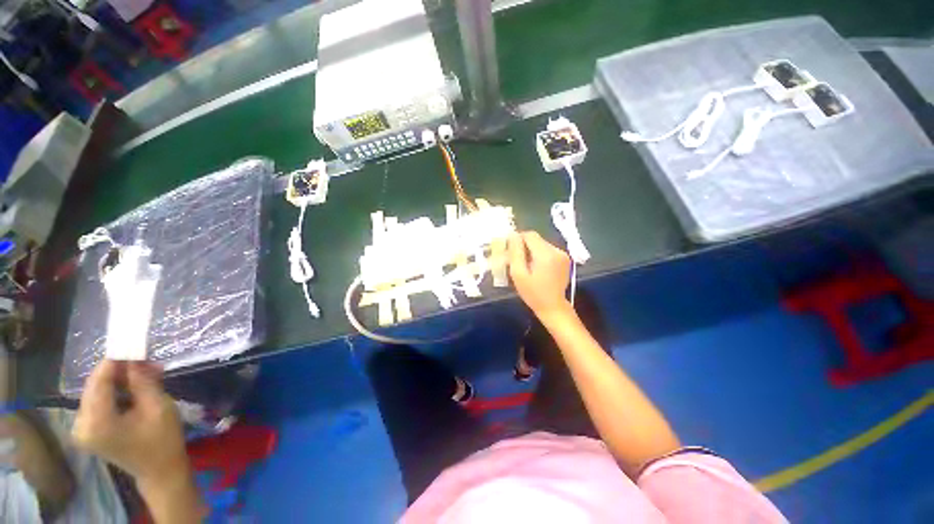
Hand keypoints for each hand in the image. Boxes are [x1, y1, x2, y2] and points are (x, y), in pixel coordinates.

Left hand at [72, 360, 188, 484]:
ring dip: (120, 381)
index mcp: (97, 422)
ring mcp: (82, 429)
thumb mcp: (158, 407)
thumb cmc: (163, 440)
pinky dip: (116, 392)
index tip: (132, 345)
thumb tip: (134, 358)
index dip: (115, 361)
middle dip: (120, 371)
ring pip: (97, 393)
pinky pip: (98, 402)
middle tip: (146, 362)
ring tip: (146, 374)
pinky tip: (134, 389)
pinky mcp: (88, 431)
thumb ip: (142, 381)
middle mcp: (81, 425)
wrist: (160, 471)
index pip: (99, 381)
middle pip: (96, 386)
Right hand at [507, 231, 572, 319]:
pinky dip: (540, 254)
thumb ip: (515, 253)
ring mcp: (563, 254)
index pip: (529, 235)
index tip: (510, 250)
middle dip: (524, 246)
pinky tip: (536, 267)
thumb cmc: (532, 293)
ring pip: (541, 244)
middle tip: (516, 259)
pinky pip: (548, 250)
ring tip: (526, 264)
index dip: (518, 239)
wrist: (553, 307)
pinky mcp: (565, 259)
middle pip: (536, 239)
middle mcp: (557, 250)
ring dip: (531, 250)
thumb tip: (513, 235)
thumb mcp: (518, 274)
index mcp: (546, 254)